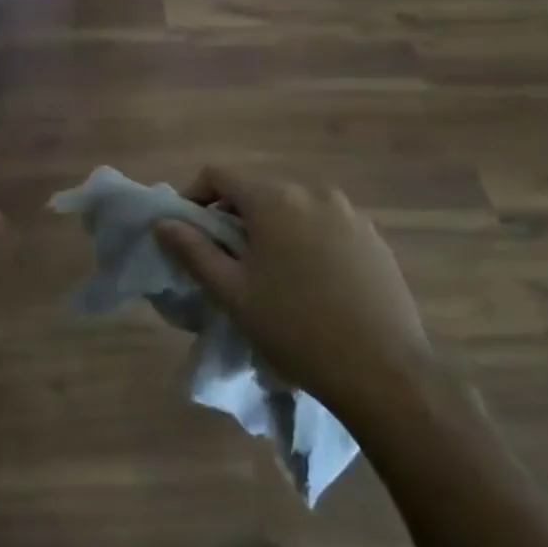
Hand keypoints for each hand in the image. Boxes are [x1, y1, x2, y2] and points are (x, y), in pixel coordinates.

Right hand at [155, 167, 433, 411]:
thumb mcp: (233, 293)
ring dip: (272, 229)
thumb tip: (164, 223)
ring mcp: (350, 214)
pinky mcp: (374, 238)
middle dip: (235, 217)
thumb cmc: (295, 328)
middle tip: (227, 261)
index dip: (195, 196)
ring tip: (270, 274)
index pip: (219, 175)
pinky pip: (326, 226)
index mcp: (274, 200)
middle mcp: (313, 193)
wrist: (384, 371)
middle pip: (258, 191)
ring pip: (294, 209)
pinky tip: (312, 283)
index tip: (188, 231)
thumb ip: (193, 251)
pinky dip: (307, 240)